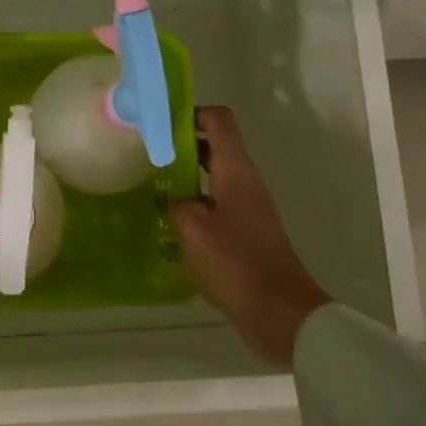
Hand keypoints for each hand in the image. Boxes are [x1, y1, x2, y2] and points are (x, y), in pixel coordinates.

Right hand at [169, 106, 328, 367]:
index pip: (220, 121)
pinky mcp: (246, 234)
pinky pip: (217, 206)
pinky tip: (170, 223)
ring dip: (186, 177)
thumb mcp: (192, 229)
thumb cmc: (235, 262)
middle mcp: (245, 183)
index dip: (193, 113)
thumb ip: (176, 204)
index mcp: (236, 171)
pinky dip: (195, 205)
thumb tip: (172, 198)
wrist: (279, 313)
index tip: (161, 122)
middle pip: (215, 147)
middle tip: (146, 153)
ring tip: (152, 186)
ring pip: (214, 178)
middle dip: (182, 145)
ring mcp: (248, 210)